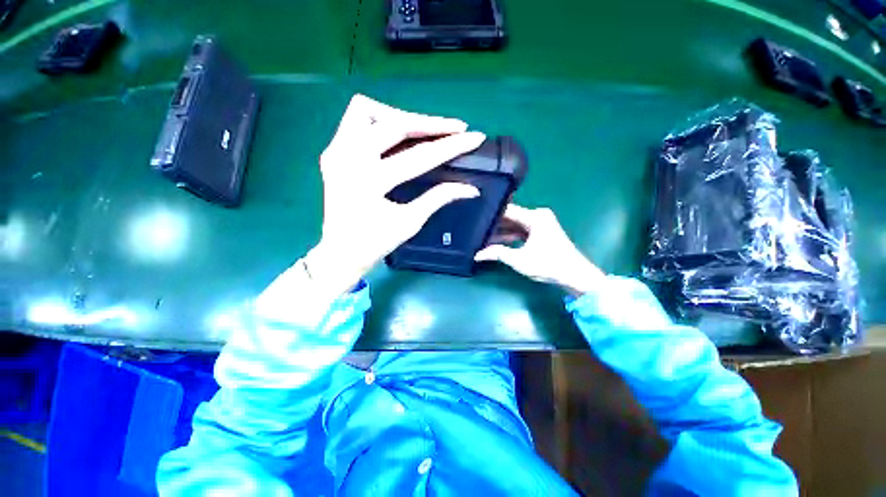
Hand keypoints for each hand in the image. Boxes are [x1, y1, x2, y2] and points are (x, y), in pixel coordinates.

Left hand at [305, 95, 484, 295]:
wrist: (340, 252)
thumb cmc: (375, 243)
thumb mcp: (410, 222)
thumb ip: (439, 198)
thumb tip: (470, 188)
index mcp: (370, 182)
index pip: (419, 157)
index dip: (451, 146)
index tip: (475, 137)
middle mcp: (348, 159)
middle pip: (394, 124)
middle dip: (430, 124)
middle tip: (454, 128)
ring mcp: (335, 151)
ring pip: (367, 111)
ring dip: (399, 117)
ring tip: (422, 130)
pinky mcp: (332, 151)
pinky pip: (355, 121)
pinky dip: (379, 122)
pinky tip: (396, 137)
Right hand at [475, 204, 604, 295]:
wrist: (575, 276)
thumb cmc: (548, 265)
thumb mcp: (519, 260)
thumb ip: (497, 253)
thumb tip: (477, 255)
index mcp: (535, 217)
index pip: (507, 210)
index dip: (491, 215)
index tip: (475, 218)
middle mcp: (538, 216)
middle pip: (511, 217)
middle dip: (494, 225)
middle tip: (476, 229)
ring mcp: (541, 224)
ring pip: (515, 225)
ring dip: (501, 232)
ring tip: (482, 237)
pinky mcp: (541, 232)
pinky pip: (521, 230)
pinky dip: (510, 236)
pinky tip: (497, 241)